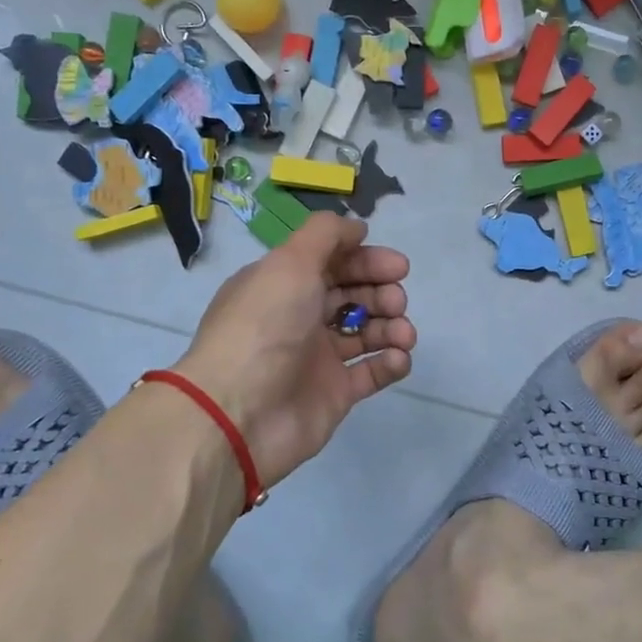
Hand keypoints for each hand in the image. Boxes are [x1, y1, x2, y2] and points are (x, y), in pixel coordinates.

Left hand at [169, 214, 414, 487]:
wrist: (238, 413)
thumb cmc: (264, 328)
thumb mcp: (289, 262)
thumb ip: (326, 235)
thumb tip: (356, 228)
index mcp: (283, 285)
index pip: (332, 263)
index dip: (366, 260)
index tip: (397, 266)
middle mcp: (299, 317)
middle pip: (352, 295)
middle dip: (382, 292)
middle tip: (397, 300)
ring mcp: (318, 357)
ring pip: (367, 332)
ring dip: (392, 326)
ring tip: (403, 334)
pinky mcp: (335, 394)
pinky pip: (372, 372)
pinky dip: (390, 362)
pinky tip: (398, 358)